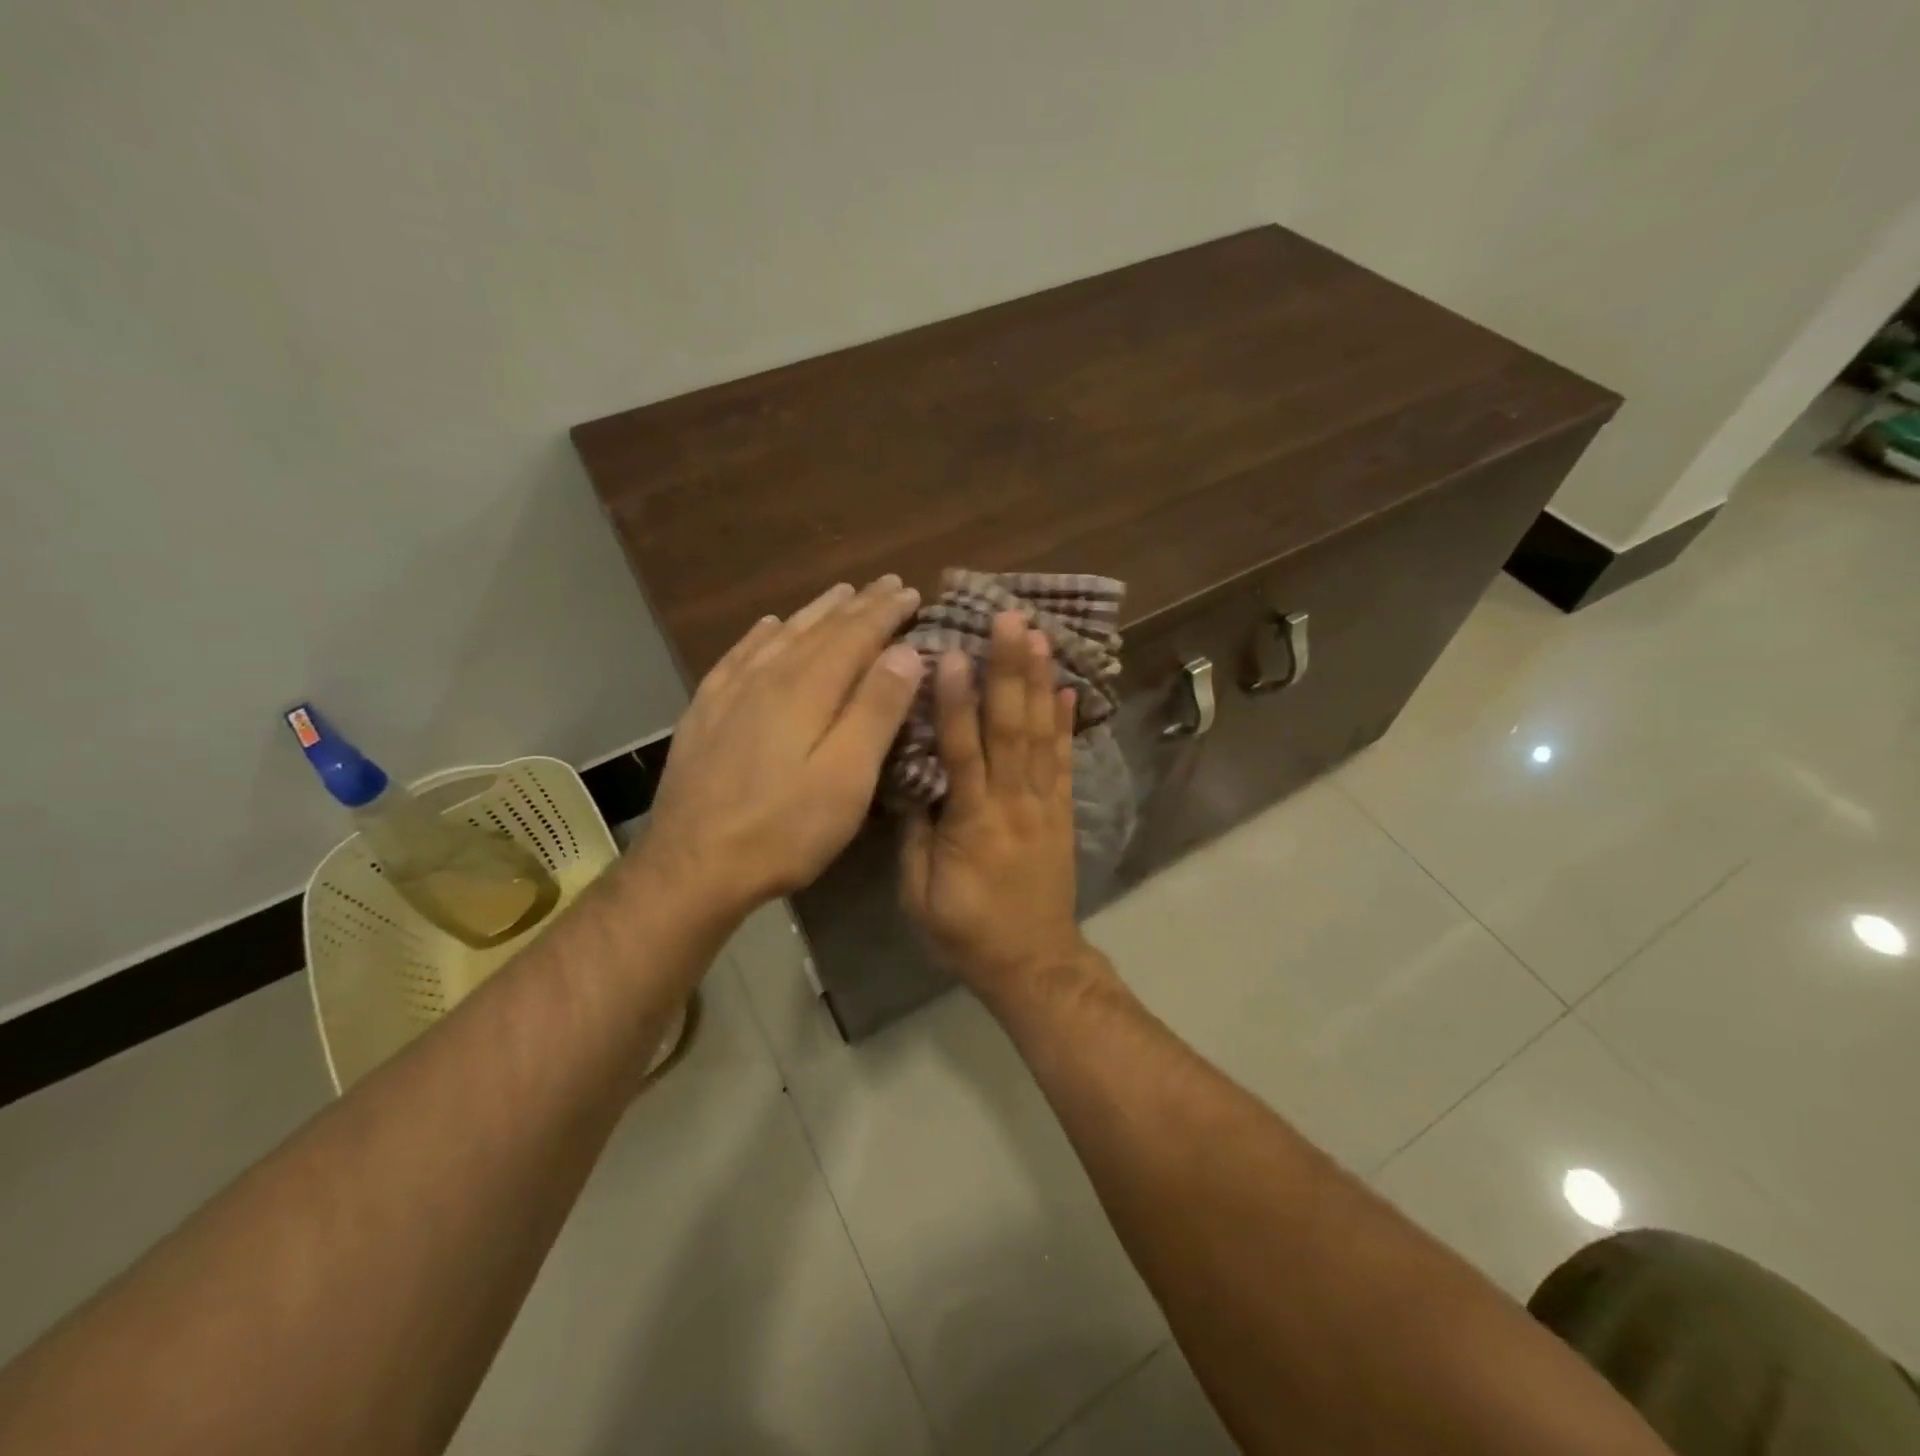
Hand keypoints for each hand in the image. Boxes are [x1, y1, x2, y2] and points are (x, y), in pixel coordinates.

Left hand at [638, 576, 925, 922]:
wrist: (693, 864)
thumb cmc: (785, 827)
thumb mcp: (847, 775)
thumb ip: (877, 710)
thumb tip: (906, 651)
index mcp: (808, 688)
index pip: (856, 635)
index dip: (885, 612)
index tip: (911, 592)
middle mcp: (768, 676)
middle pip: (820, 629)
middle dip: (857, 605)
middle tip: (885, 584)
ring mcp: (729, 692)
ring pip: (780, 636)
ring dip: (814, 612)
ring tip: (838, 594)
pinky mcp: (704, 713)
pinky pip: (738, 656)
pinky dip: (760, 635)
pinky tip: (766, 627)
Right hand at [900, 611, 1090, 1001]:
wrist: (1033, 963)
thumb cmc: (967, 931)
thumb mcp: (919, 895)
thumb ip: (915, 836)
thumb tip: (912, 783)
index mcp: (972, 822)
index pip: (963, 751)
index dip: (956, 702)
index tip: (952, 654)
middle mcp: (1013, 802)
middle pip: (1011, 728)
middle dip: (1009, 670)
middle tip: (1010, 620)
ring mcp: (1044, 804)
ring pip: (1042, 735)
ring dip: (1039, 682)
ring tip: (1039, 636)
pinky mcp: (1063, 812)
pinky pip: (1066, 761)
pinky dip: (1067, 723)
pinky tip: (1066, 689)